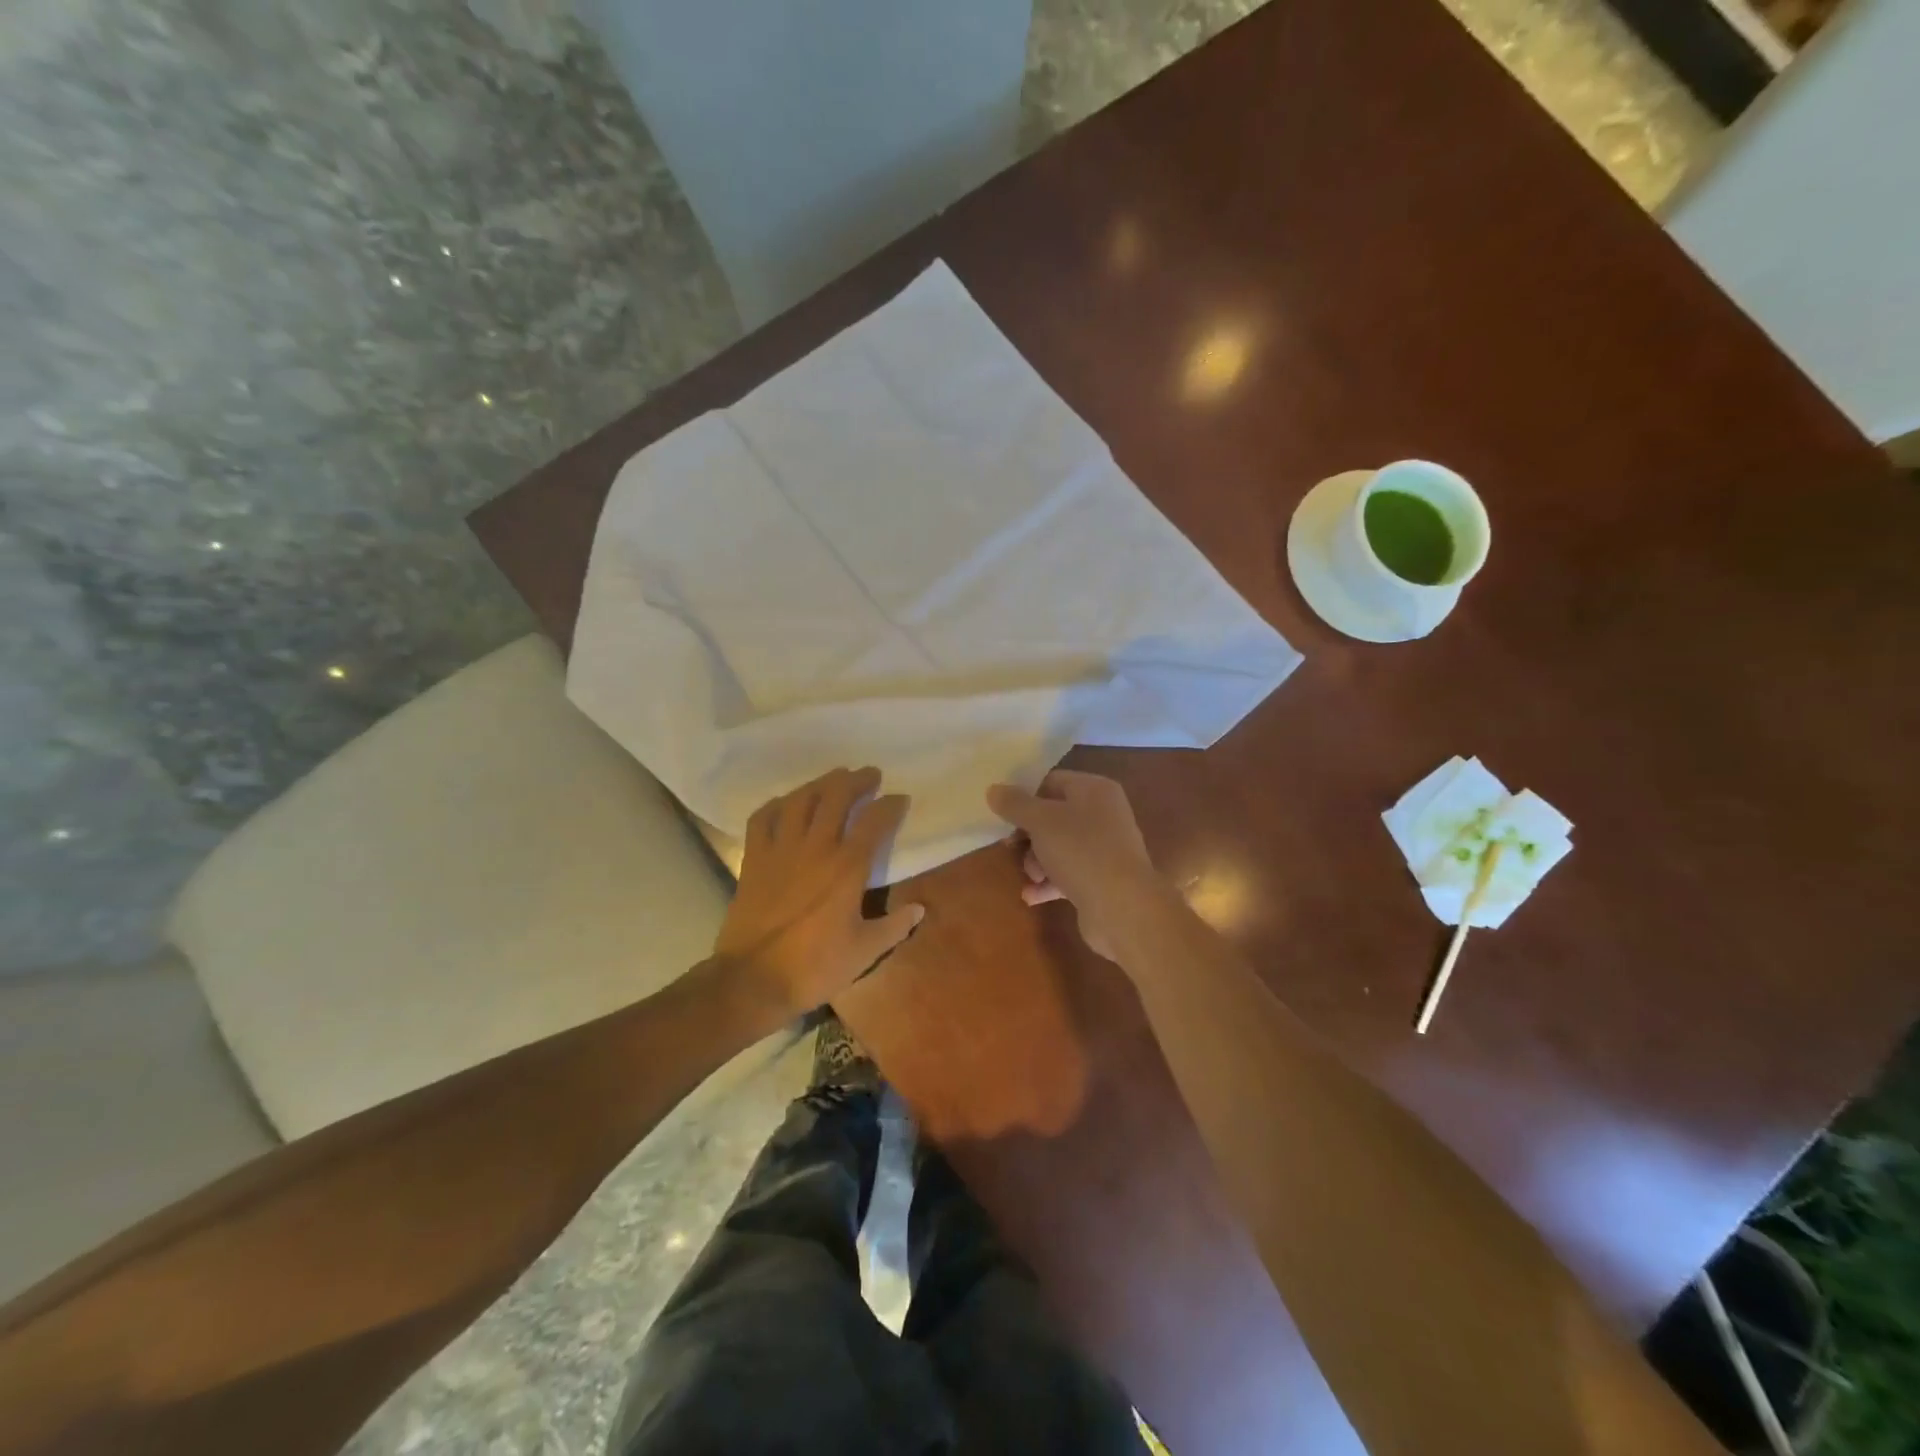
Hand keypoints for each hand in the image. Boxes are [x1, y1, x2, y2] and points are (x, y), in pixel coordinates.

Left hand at [714, 767, 923, 1020]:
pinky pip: (763, 818)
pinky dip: (777, 804)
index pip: (874, 821)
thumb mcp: (864, 952)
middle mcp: (815, 848)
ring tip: (834, 779)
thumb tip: (919, 909)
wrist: (753, 981)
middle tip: (869, 775)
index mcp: (847, 867)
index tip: (900, 798)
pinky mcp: (755, 859)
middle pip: (836, 797)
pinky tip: (786, 803)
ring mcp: (781, 850)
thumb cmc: (814, 967)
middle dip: (856, 781)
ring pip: (801, 800)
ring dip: (820, 783)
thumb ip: (895, 926)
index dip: (890, 805)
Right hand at [986, 770, 1165, 961]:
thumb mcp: (1041, 821)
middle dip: (1030, 836)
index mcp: (1094, 790)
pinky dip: (1050, 883)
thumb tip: (993, 789)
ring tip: (1031, 877)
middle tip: (1012, 848)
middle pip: (1055, 816)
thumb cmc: (1081, 851)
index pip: (1052, 781)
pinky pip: (1069, 874)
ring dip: (1038, 862)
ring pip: (1060, 847)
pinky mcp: (1103, 879)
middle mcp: (1104, 814)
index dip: (1026, 797)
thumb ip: (1015, 804)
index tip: (1006, 817)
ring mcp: (1106, 848)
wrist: (1123, 906)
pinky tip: (1031, 896)